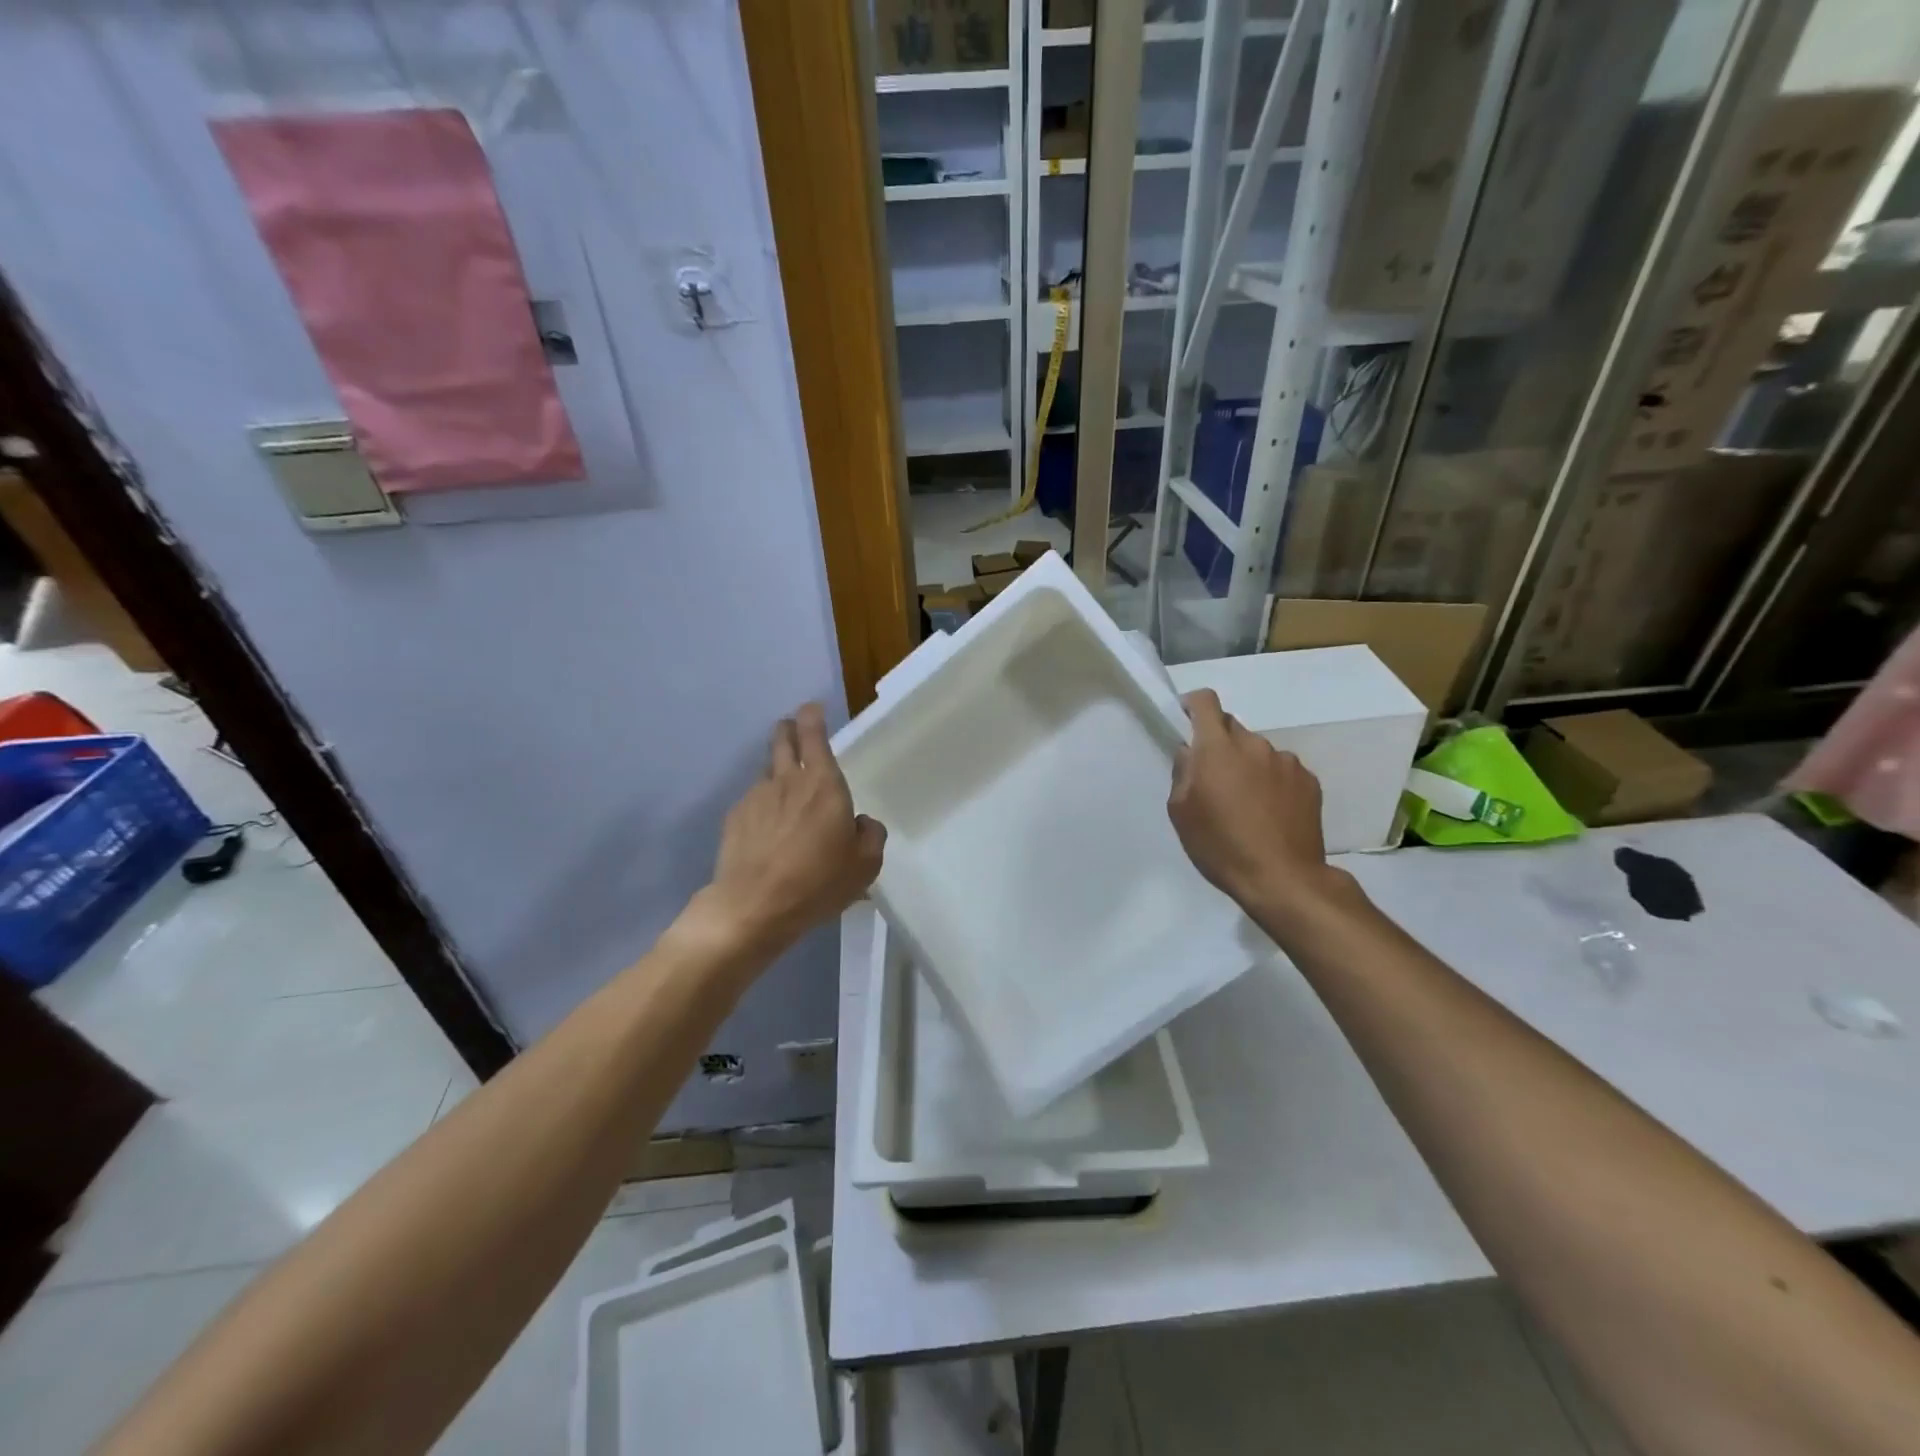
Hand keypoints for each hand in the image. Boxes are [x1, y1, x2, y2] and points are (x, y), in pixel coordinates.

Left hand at [700, 703, 884, 956]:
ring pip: (767, 771)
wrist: (753, 907)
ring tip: (785, 791)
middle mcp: (786, 781)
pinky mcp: (734, 819)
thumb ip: (870, 835)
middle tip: (794, 730)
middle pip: (782, 740)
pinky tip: (768, 829)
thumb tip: (861, 823)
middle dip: (789, 729)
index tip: (812, 708)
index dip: (812, 716)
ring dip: (777, 771)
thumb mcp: (864, 865)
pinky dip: (763, 805)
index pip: (814, 734)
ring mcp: (755, 798)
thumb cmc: (817, 882)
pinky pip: (753, 801)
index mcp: (823, 784)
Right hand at [1168, 689, 1350, 929]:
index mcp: (1218, 748)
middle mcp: (1255, 745)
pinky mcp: (1309, 781)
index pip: (1206, 702)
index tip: (1186, 719)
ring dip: (1248, 765)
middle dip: (1220, 744)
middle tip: (1214, 778)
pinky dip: (1272, 782)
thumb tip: (1189, 752)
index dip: (1193, 704)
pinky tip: (1270, 813)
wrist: (1283, 878)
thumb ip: (1182, 772)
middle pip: (1232, 728)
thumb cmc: (1221, 845)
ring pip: (1258, 751)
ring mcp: (1287, 762)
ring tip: (1246, 802)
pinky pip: (1282, 771)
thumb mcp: (1181, 812)